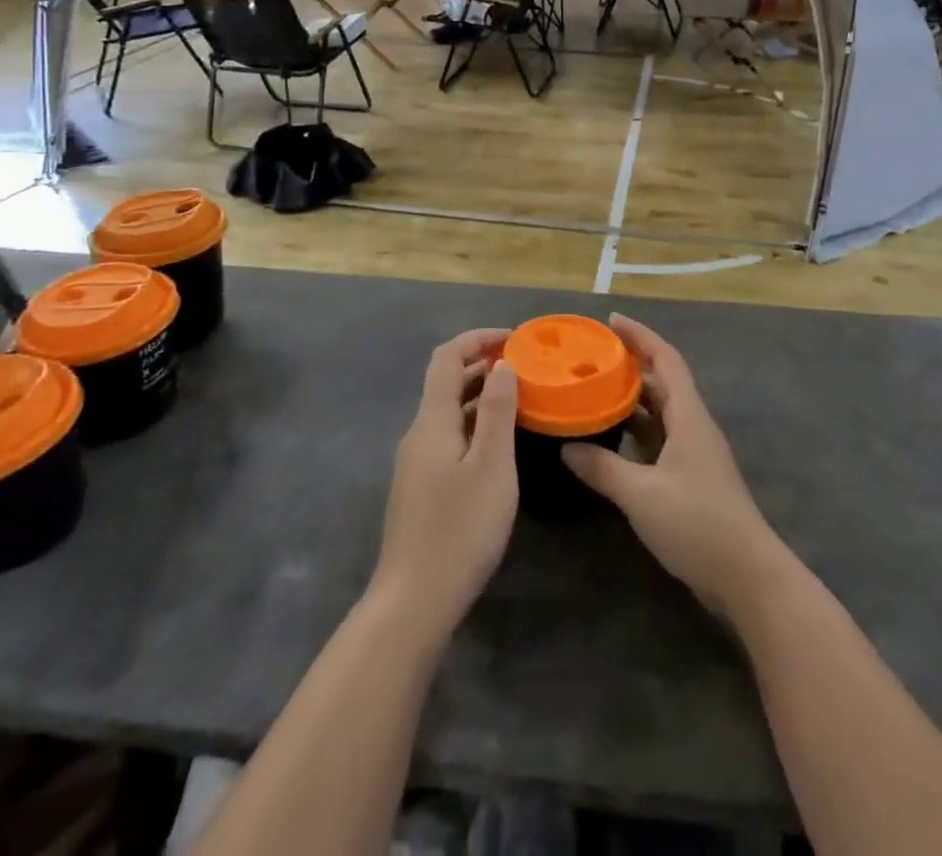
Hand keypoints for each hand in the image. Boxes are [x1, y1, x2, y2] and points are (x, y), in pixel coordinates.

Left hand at [372, 330, 518, 641]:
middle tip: (527, 367)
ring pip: (450, 412)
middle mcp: (419, 434)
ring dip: (482, 396)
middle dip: (483, 365)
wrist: (414, 602)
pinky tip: (502, 443)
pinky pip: (451, 437)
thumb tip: (502, 365)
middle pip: (446, 382)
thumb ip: (498, 412)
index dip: (478, 339)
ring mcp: (418, 463)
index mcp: (432, 421)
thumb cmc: (459, 529)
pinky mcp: (423, 488)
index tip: (515, 339)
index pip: (447, 357)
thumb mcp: (491, 466)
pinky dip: (477, 425)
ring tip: (523, 399)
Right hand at [563, 315, 787, 621]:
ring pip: (660, 412)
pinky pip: (659, 439)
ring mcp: (694, 454)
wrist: (747, 577)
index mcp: (689, 417)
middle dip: (631, 365)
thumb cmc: (698, 524)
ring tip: (594, 390)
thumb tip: (567, 447)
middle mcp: (693, 427)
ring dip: (632, 399)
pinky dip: (635, 431)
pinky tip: (610, 439)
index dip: (641, 336)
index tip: (612, 321)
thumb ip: (603, 468)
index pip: (667, 360)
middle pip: (663, 382)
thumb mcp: (642, 495)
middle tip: (593, 357)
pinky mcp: (691, 479)